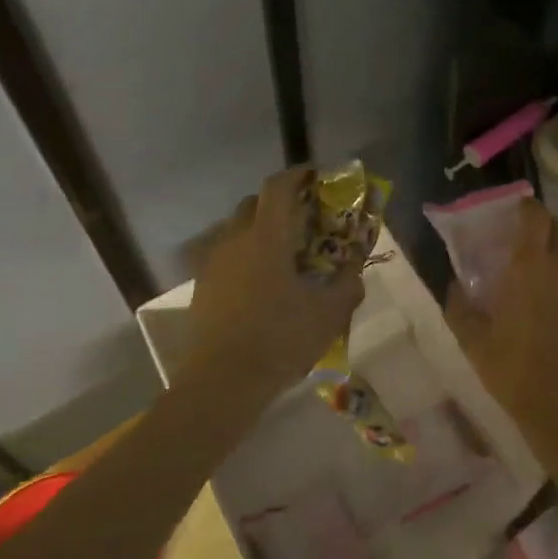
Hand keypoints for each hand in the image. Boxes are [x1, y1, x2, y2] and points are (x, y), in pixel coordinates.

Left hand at [185, 168, 365, 395]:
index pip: (278, 186)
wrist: (220, 384)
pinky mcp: (202, 287)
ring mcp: (214, 264)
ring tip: (283, 254)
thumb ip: (348, 283)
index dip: (297, 174)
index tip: (315, 176)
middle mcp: (235, 240)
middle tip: (303, 218)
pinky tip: (260, 283)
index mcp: (266, 237)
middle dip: (279, 202)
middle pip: (254, 203)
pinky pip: (226, 256)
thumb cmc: (279, 340)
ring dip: (260, 229)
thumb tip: (355, 267)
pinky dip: (245, 256)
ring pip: (237, 230)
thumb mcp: (328, 313)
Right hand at [445, 198, 557, 442]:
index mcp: (530, 264)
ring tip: (544, 283)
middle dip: (540, 229)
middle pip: (557, 228)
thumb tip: (455, 284)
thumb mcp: (472, 340)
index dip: (524, 206)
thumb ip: (459, 305)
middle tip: (523, 248)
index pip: (534, 213)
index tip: (512, 214)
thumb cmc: (514, 369)